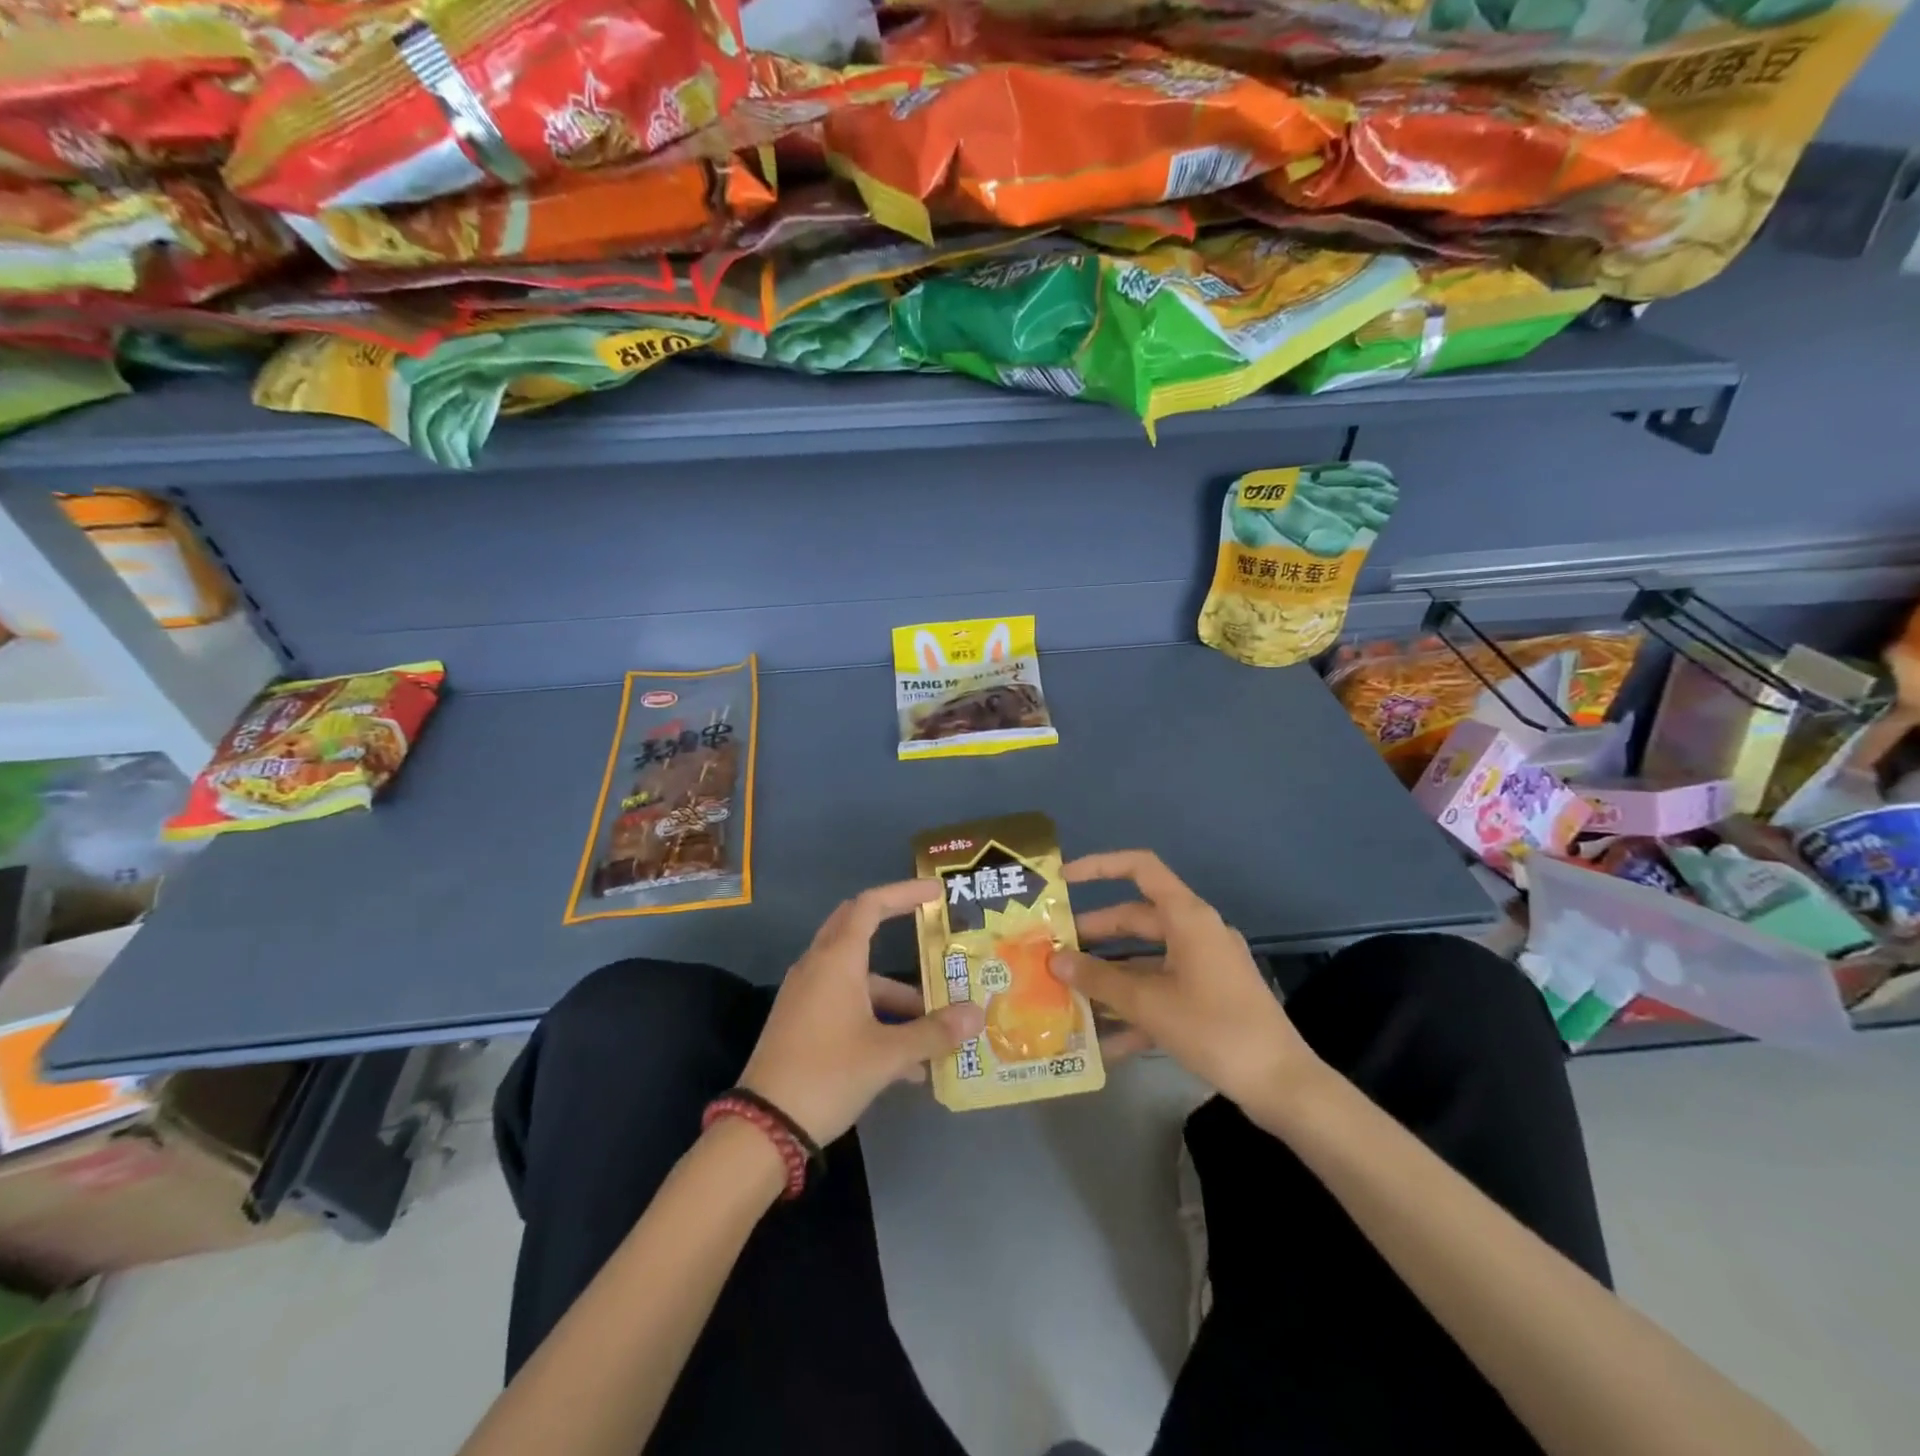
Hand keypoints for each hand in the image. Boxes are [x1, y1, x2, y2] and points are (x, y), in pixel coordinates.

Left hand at [739, 880, 984, 1144]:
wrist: (764, 1128)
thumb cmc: (828, 1074)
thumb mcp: (887, 1055)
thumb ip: (933, 1032)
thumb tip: (977, 1015)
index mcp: (837, 960)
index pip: (871, 905)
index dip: (904, 894)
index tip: (935, 893)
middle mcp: (818, 967)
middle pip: (857, 929)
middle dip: (895, 929)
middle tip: (931, 933)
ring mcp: (806, 996)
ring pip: (857, 978)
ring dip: (895, 996)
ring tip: (935, 1029)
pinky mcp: (801, 1024)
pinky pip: (845, 1005)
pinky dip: (876, 1020)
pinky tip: (907, 1065)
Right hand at [1050, 851, 1322, 1111]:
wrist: (1281, 1084)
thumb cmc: (1214, 1028)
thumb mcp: (1149, 1003)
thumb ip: (1099, 979)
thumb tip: (1055, 960)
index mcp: (1187, 917)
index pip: (1140, 869)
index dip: (1099, 867)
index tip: (1063, 881)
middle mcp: (1196, 933)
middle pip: (1136, 919)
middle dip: (1094, 936)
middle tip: (1055, 950)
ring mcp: (1205, 967)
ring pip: (1146, 959)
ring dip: (1110, 976)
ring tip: (1069, 992)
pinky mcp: (1209, 999)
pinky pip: (1162, 992)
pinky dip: (1135, 1008)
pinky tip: (1103, 1041)